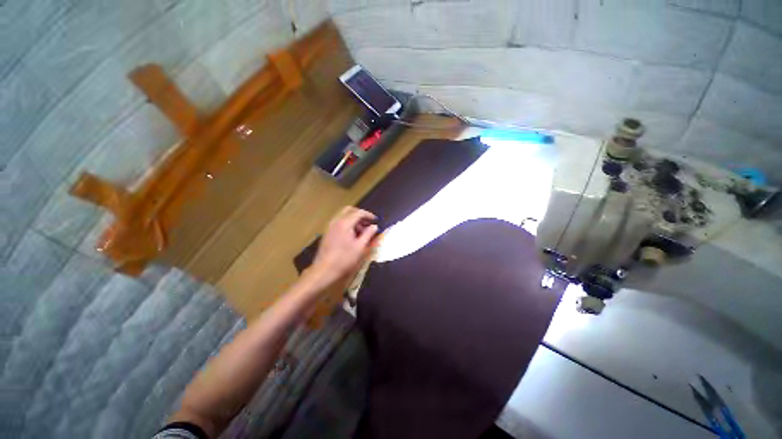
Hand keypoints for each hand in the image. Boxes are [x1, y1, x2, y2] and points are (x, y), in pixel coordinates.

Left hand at [308, 206, 378, 290]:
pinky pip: (339, 222)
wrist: (324, 269)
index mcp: (345, 223)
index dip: (368, 215)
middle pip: (349, 210)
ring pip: (343, 215)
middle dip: (360, 214)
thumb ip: (368, 234)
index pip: (359, 212)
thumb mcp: (360, 247)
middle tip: (368, 222)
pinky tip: (352, 235)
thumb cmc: (344, 259)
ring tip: (361, 230)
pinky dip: (347, 223)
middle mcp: (336, 221)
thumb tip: (374, 226)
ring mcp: (330, 226)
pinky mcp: (327, 232)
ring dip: (353, 219)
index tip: (375, 220)